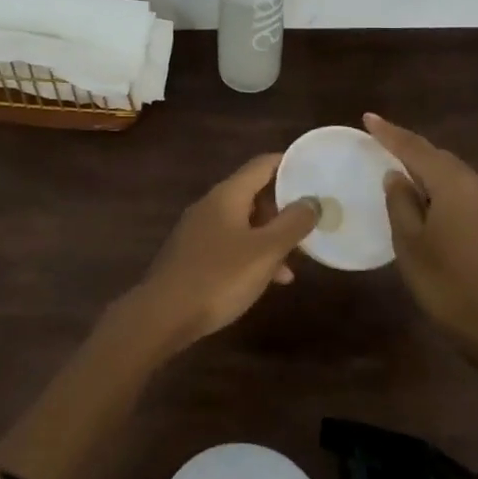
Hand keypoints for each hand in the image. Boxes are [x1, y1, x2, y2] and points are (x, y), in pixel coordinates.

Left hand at [126, 153, 318, 351]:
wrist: (163, 315)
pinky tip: (269, 280)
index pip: (262, 165)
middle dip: (283, 207)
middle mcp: (211, 205)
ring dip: (270, 236)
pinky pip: (231, 244)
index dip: (289, 164)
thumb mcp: (265, 252)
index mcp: (227, 195)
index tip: (314, 169)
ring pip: (244, 223)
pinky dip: (253, 254)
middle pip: (253, 193)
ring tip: (295, 260)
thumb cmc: (218, 277)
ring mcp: (199, 230)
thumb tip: (312, 200)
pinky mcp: (193, 255)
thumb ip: (292, 224)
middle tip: (311, 220)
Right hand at [364, 113, 477, 352]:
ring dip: (427, 167)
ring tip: (400, 167)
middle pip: (438, 157)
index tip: (368, 118)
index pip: (416, 149)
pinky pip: (465, 190)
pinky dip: (442, 185)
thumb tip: (396, 176)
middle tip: (380, 142)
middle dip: (409, 147)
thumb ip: (400, 202)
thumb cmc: (444, 283)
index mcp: (454, 186)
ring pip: (453, 173)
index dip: (390, 133)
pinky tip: (428, 197)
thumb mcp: (409, 242)